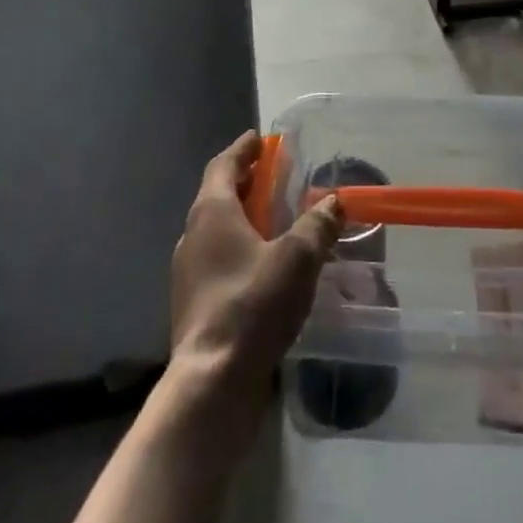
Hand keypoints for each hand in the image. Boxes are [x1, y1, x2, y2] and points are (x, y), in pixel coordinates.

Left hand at [169, 131, 341, 412]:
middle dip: (245, 182)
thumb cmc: (252, 305)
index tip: (259, 139)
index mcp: (211, 213)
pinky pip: (218, 261)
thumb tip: (333, 202)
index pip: (222, 165)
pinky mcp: (194, 306)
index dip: (242, 150)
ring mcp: (189, 274)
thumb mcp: (297, 258)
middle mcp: (192, 236)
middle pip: (217, 195)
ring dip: (242, 218)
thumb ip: (317, 225)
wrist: (212, 383)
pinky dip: (239, 250)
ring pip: (217, 231)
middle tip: (273, 176)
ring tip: (274, 222)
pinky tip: (264, 268)